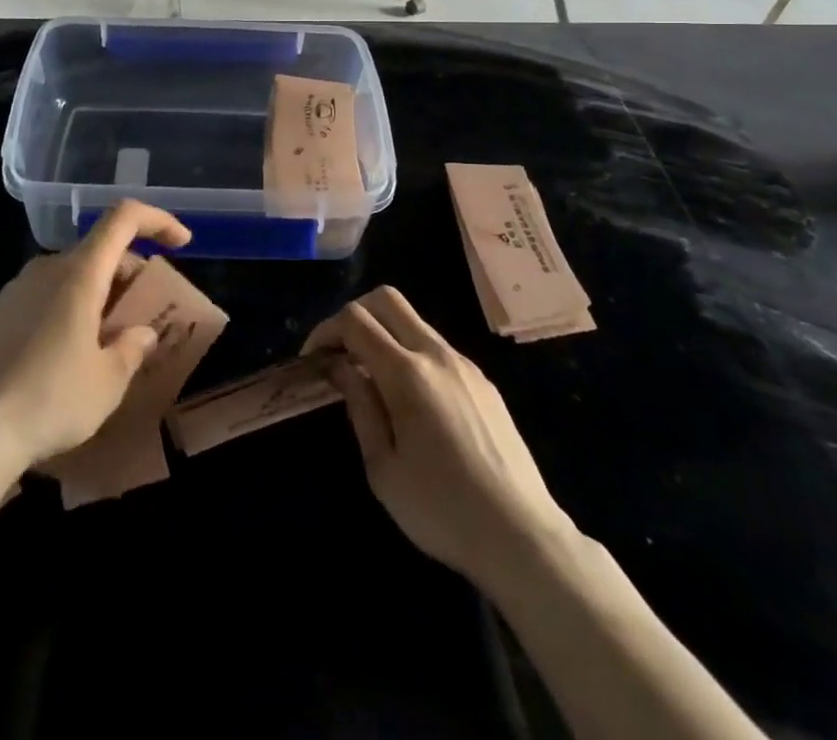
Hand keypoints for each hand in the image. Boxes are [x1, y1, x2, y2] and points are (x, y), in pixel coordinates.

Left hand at [0, 201, 190, 478]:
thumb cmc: (50, 399)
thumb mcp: (107, 382)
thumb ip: (131, 349)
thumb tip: (141, 333)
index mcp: (79, 273)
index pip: (123, 218)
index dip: (157, 221)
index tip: (182, 244)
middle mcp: (47, 268)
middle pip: (100, 249)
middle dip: (131, 272)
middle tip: (146, 314)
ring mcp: (18, 289)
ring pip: (73, 273)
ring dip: (102, 292)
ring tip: (112, 338)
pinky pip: (48, 293)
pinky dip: (73, 306)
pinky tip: (73, 352)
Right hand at [304, 287, 571, 585]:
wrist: (524, 538)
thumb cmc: (442, 510)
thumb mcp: (383, 468)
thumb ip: (359, 406)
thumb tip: (339, 367)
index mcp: (408, 373)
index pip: (355, 320)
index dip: (325, 330)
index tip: (312, 359)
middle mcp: (437, 355)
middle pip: (386, 300)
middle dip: (354, 314)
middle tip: (338, 352)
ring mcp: (465, 365)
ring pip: (414, 322)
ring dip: (383, 334)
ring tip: (369, 379)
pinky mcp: (483, 382)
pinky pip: (436, 349)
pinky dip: (410, 354)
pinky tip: (409, 400)